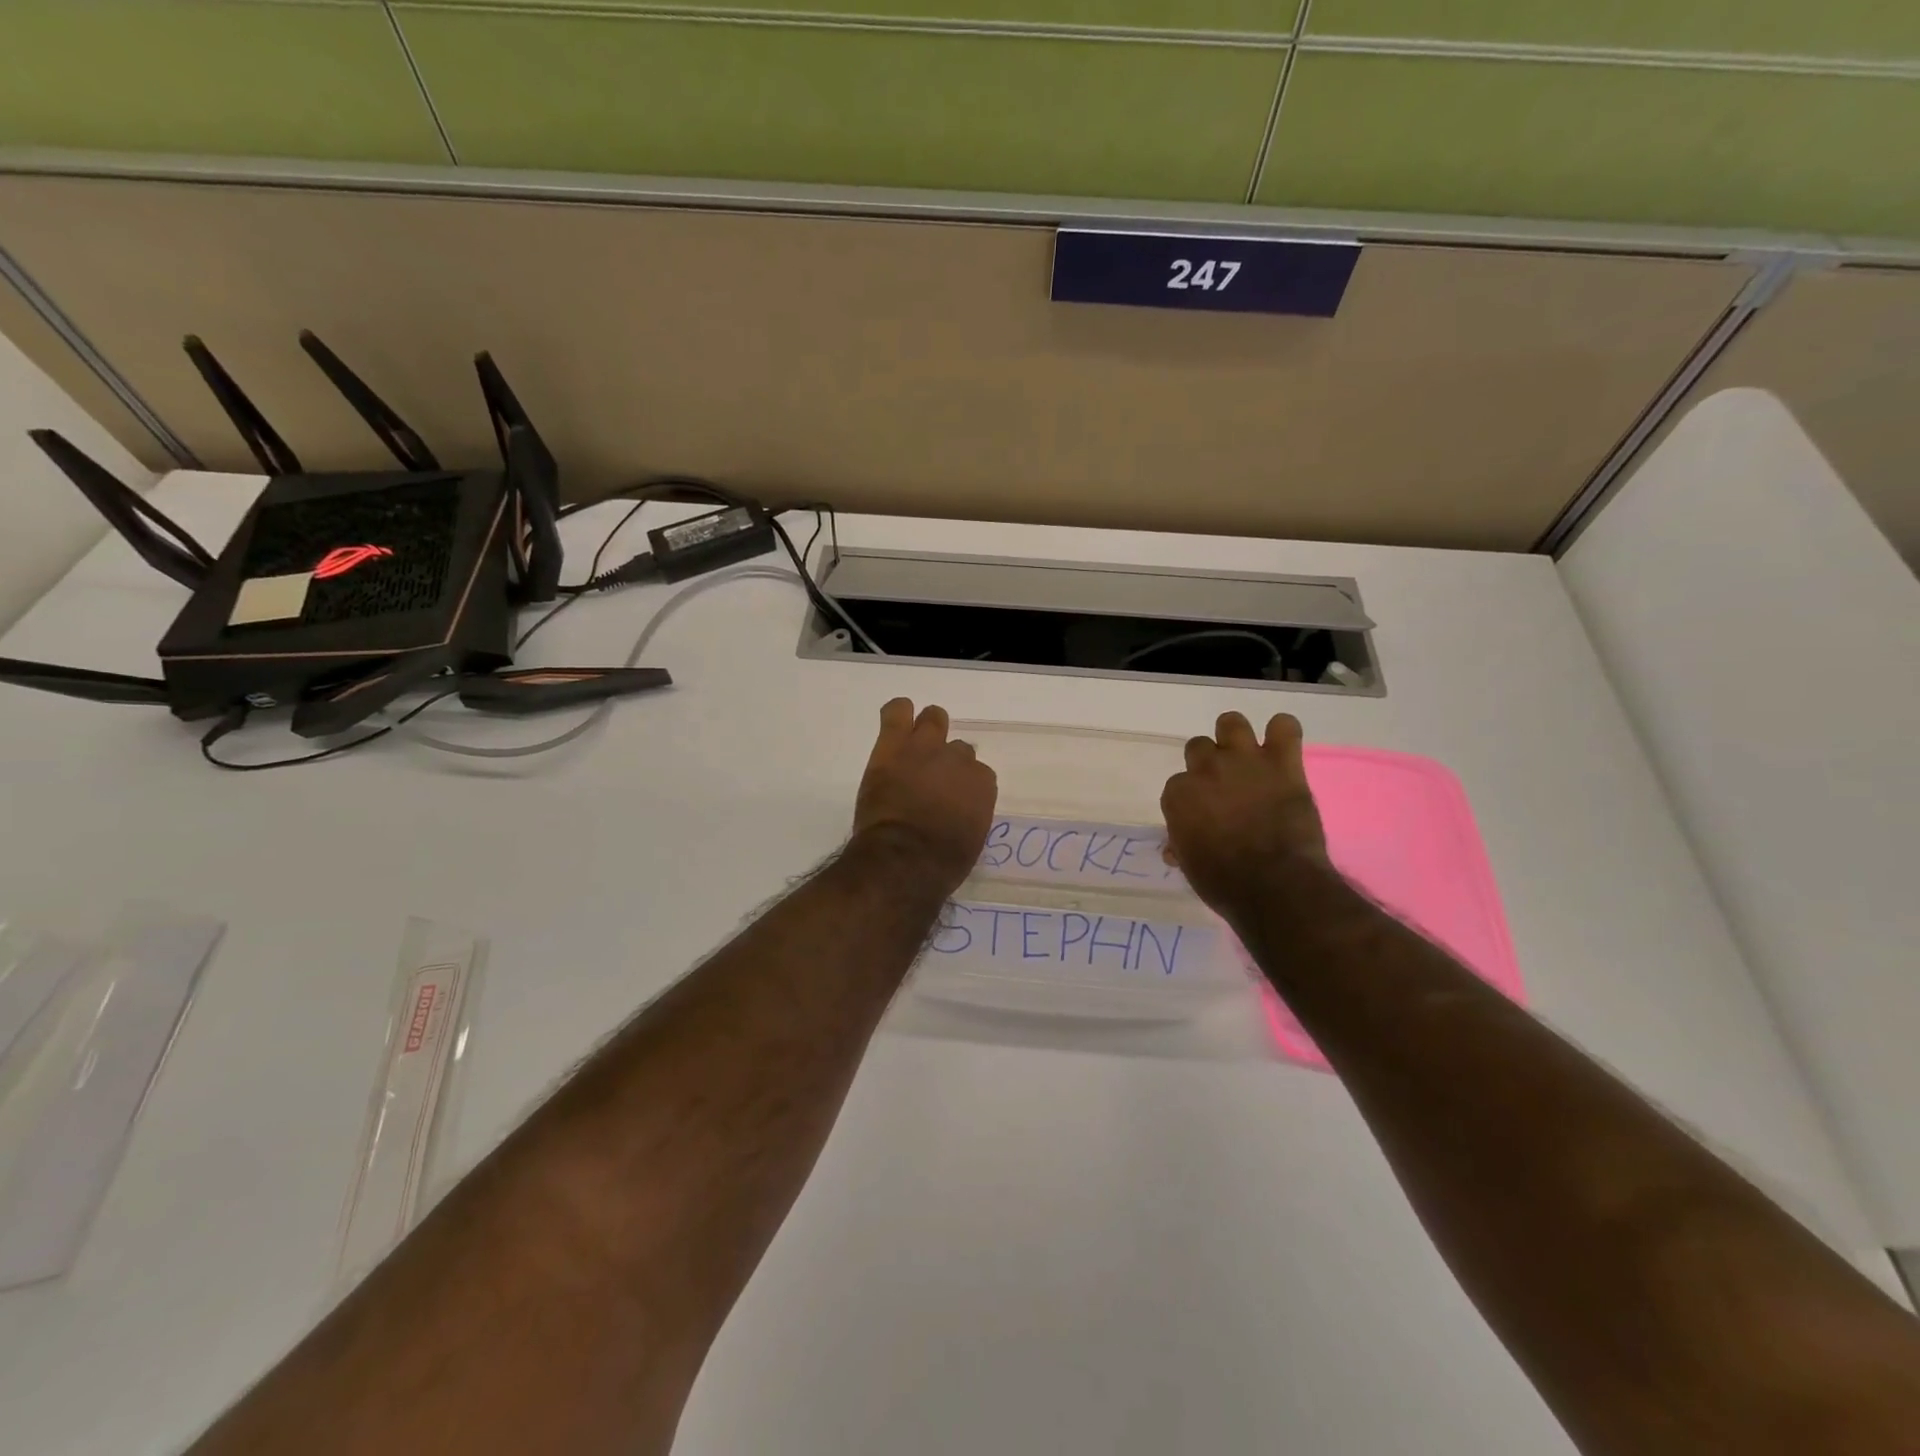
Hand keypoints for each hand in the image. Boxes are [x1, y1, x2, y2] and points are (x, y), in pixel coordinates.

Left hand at [853, 699, 997, 892]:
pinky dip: (897, 713)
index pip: (977, 773)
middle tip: (931, 777)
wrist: (904, 858)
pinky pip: (897, 712)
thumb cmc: (941, 864)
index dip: (962, 785)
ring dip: (927, 730)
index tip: (950, 798)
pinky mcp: (893, 745)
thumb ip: (968, 814)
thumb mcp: (970, 840)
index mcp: (982, 784)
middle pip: (958, 747)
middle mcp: (959, 759)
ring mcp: (926, 748)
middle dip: (947, 760)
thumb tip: (957, 812)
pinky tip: (895, 721)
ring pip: (934, 718)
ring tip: (913, 746)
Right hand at [1161, 711, 1329, 916]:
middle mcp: (1206, 769)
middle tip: (1225, 786)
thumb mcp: (1191, 865)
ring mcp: (1245, 761)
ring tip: (1248, 757)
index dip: (1192, 798)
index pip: (1178, 784)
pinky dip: (1283, 733)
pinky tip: (1282, 748)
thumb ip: (1182, 844)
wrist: (1275, 885)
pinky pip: (1285, 726)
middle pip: (1199, 747)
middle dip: (1210, 764)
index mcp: (1179, 794)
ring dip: (1236, 737)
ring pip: (1232, 722)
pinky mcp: (1282, 763)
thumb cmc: (1224, 883)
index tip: (1204, 814)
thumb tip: (1175, 847)